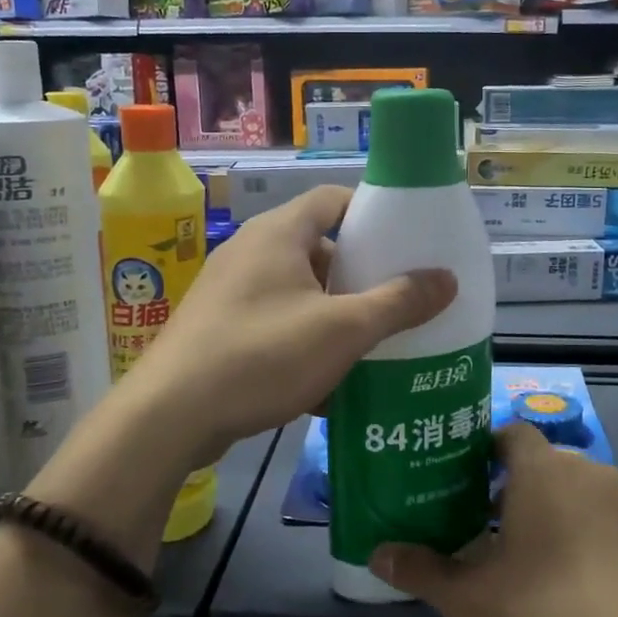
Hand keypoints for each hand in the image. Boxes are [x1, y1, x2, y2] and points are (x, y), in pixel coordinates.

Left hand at [130, 185, 456, 455]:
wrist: (169, 417)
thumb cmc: (262, 355)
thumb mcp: (343, 329)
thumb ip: (398, 302)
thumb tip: (447, 279)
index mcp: (279, 233)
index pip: (333, 199)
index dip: (372, 213)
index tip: (407, 241)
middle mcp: (250, 251)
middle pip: (318, 248)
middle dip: (359, 275)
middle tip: (397, 300)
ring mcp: (229, 291)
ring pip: (297, 292)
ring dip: (333, 315)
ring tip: (371, 345)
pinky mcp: (217, 328)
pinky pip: (273, 324)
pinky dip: (302, 342)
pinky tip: (326, 384)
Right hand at [370, 422, 617, 616]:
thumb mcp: (472, 600)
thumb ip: (423, 571)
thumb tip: (377, 554)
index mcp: (543, 470)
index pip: (511, 434)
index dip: (483, 451)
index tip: (458, 481)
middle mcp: (589, 474)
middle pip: (543, 466)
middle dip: (511, 490)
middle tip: (479, 526)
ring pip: (576, 498)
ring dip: (549, 518)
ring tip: (520, 564)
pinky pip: (607, 528)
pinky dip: (583, 544)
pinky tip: (570, 594)